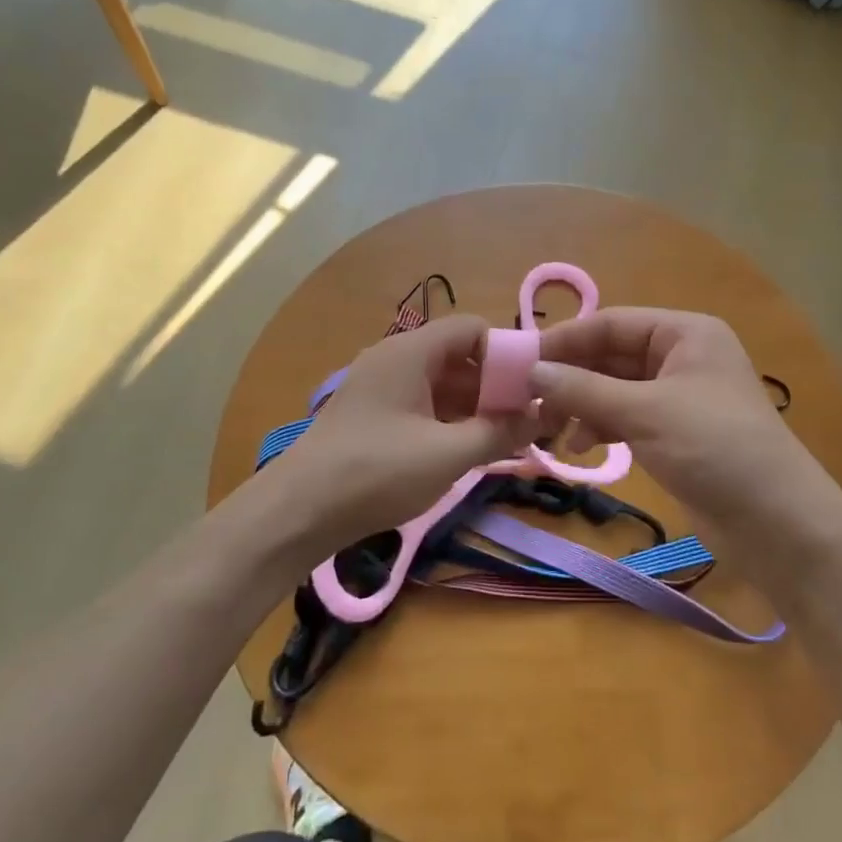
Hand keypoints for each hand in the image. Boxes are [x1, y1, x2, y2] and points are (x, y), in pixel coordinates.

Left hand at [257, 315, 538, 558]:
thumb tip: (544, 416)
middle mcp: (394, 359)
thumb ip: (500, 432)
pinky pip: (422, 405)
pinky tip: (469, 450)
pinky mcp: (372, 416)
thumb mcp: (448, 454)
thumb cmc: (377, 472)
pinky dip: (449, 421)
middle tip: (529, 420)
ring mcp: (380, 388)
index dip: (507, 352)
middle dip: (495, 385)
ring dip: (475, 407)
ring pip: (441, 384)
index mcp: (411, 352)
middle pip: (458, 356)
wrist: (298, 512)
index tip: (535, 387)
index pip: (472, 328)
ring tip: (507, 440)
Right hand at [530, 308, 841, 546]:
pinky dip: (600, 427)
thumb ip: (584, 390)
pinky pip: (626, 417)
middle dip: (571, 377)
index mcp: (684, 333)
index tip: (521, 362)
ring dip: (581, 405)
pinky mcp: (674, 433)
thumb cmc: (714, 448)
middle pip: (611, 355)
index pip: (611, 323)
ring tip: (549, 430)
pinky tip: (579, 447)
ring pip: (614, 389)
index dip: (565, 340)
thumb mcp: (644, 412)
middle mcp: (681, 356)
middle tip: (527, 400)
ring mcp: (678, 396)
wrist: (777, 523)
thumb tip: (531, 371)